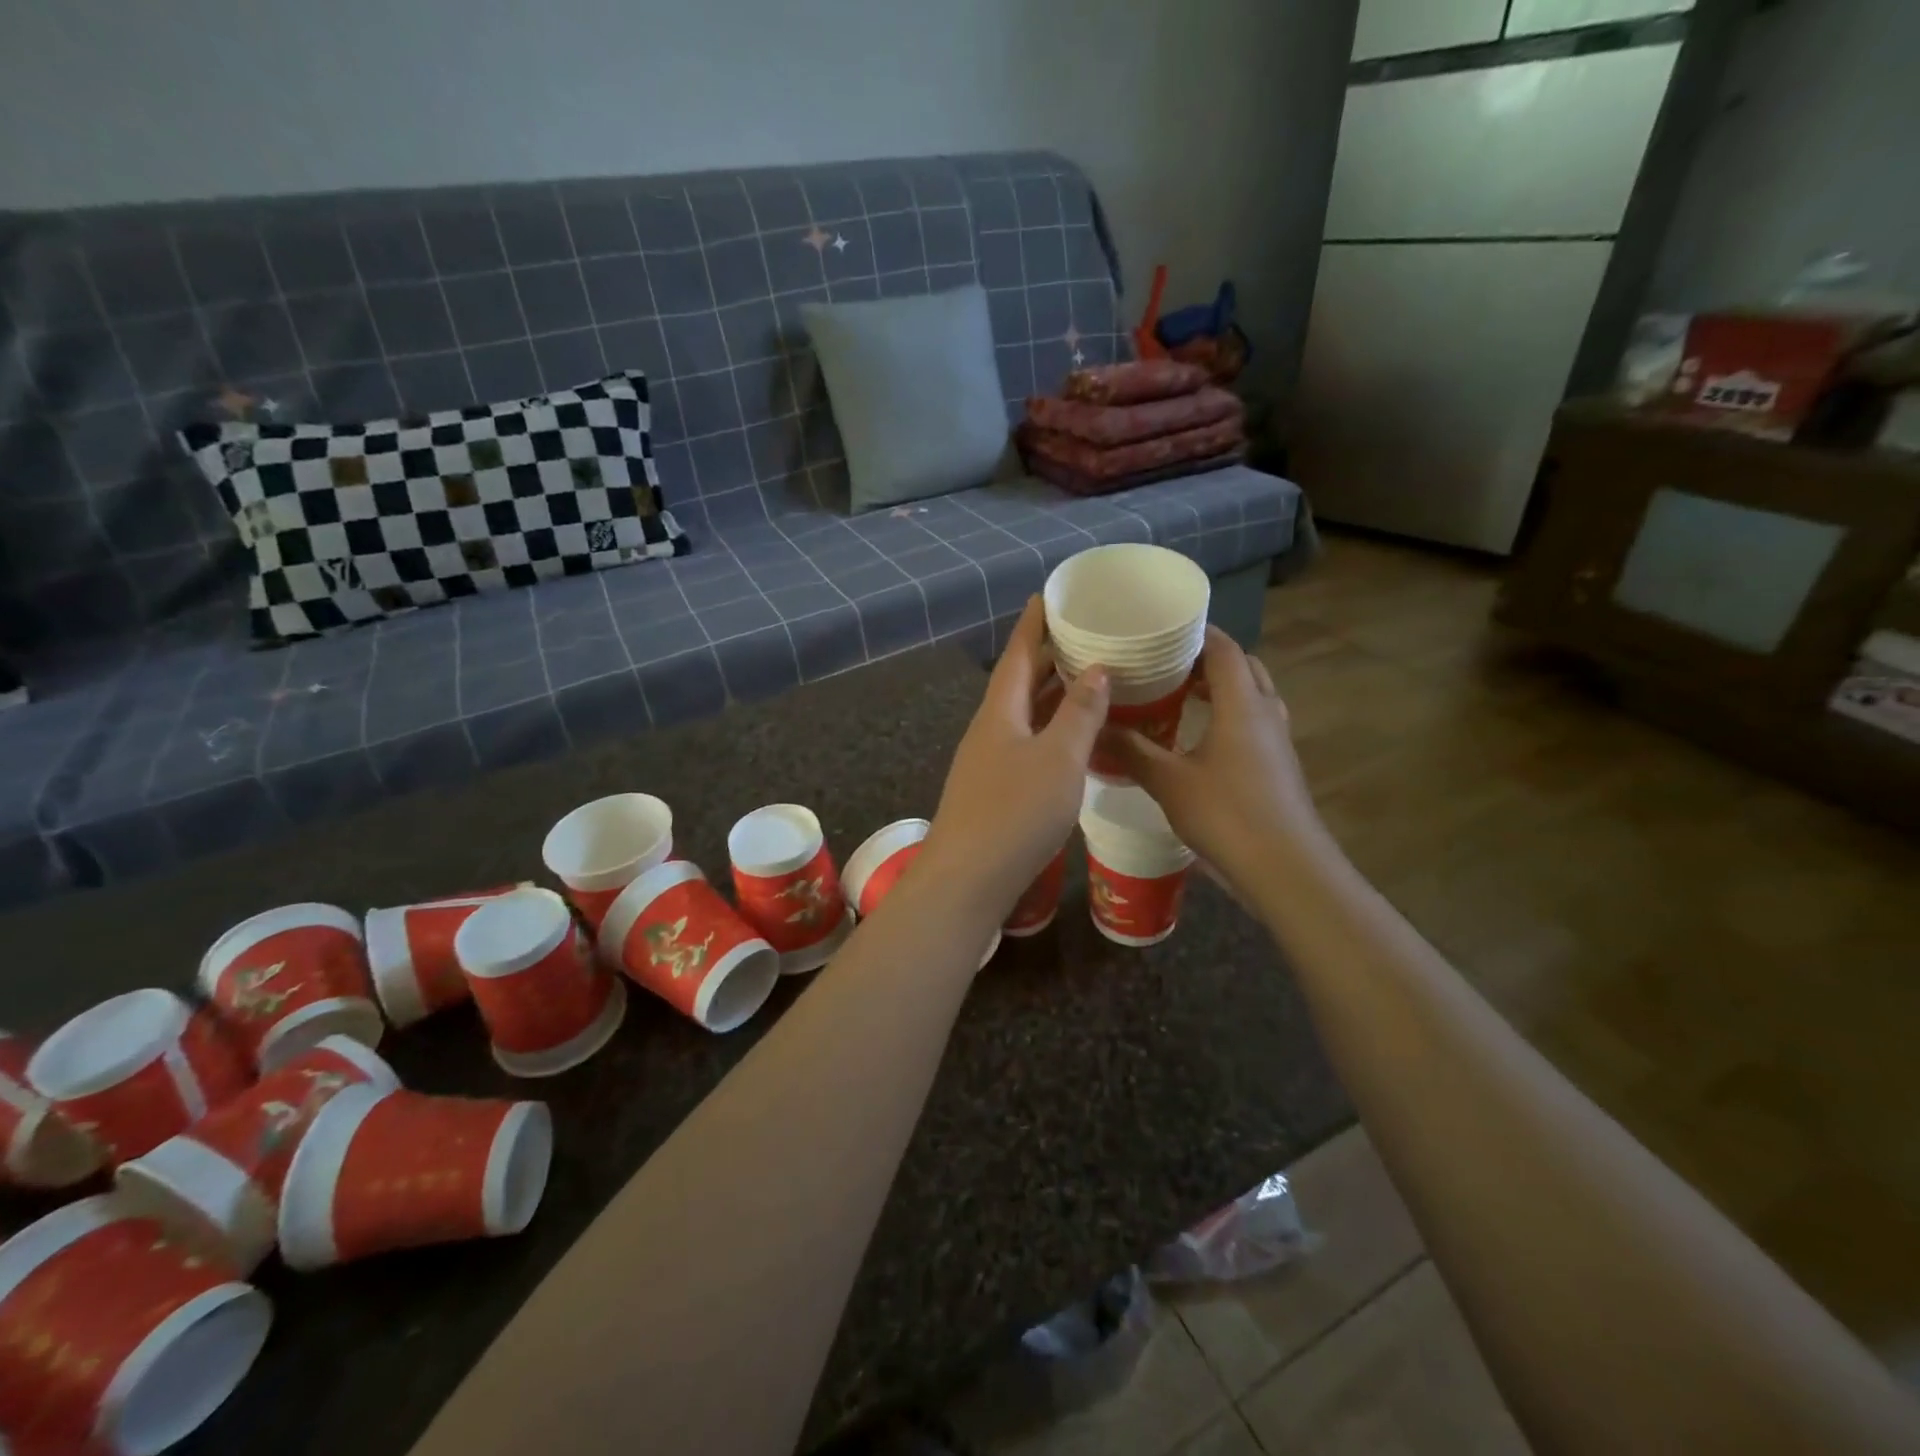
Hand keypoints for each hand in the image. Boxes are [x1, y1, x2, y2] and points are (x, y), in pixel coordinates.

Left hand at [923, 597, 1108, 916]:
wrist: (967, 880)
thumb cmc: (1014, 813)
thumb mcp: (1058, 758)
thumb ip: (1079, 713)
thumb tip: (1096, 668)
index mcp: (1000, 711)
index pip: (1017, 653)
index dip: (1033, 624)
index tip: (1048, 595)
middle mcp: (989, 729)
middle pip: (1019, 682)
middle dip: (1047, 657)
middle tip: (1083, 636)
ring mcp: (988, 761)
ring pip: (1024, 715)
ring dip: (1052, 695)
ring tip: (1086, 679)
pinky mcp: (994, 790)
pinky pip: (1027, 743)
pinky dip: (1051, 730)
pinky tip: (1072, 740)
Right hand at [1099, 626, 1322, 899]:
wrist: (1286, 868)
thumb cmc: (1227, 814)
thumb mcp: (1169, 782)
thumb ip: (1132, 750)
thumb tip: (1096, 726)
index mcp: (1241, 703)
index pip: (1223, 647)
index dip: (1196, 632)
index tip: (1161, 629)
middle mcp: (1265, 711)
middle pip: (1242, 666)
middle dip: (1207, 658)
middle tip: (1166, 663)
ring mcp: (1277, 740)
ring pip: (1252, 695)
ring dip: (1221, 687)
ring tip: (1179, 695)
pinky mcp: (1278, 765)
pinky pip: (1254, 722)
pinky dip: (1229, 715)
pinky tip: (1200, 738)